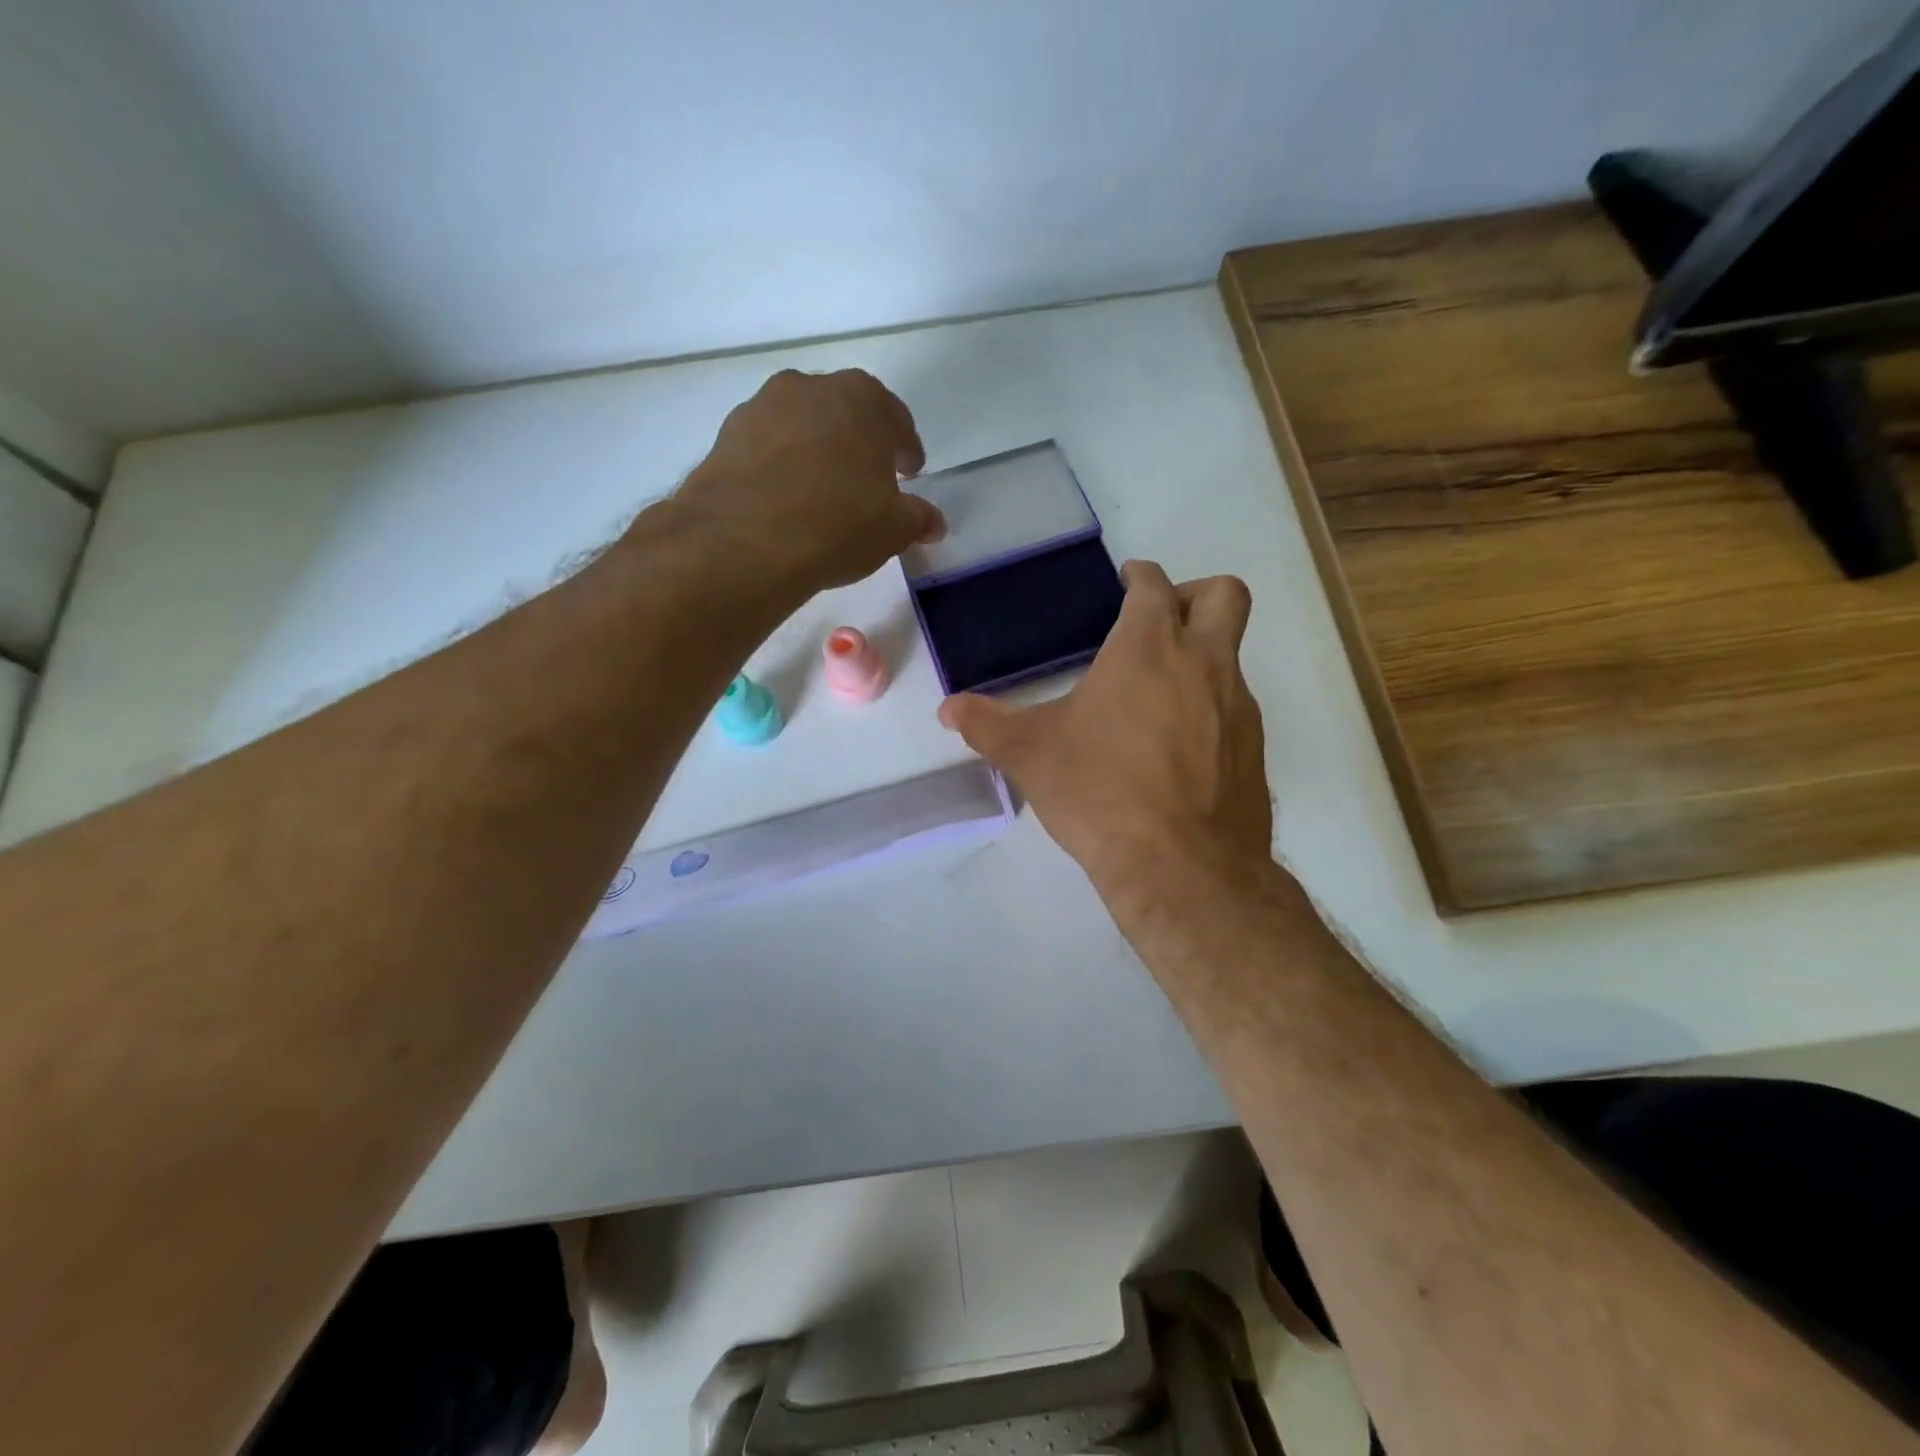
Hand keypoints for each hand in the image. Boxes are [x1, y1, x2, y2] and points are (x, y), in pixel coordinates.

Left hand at [675, 369, 942, 593]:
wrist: (744, 541)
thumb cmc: (838, 525)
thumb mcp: (893, 530)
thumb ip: (918, 519)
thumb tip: (933, 523)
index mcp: (863, 399)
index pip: (896, 419)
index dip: (906, 449)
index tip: (909, 473)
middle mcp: (811, 387)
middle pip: (846, 413)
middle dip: (859, 443)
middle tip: (867, 480)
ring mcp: (763, 406)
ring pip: (802, 425)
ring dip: (816, 450)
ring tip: (821, 491)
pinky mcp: (727, 435)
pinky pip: (767, 446)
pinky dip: (780, 464)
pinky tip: (784, 499)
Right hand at [939, 561, 1272, 900]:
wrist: (1181, 866)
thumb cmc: (1099, 791)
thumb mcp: (1030, 755)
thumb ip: (987, 724)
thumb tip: (949, 710)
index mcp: (1149, 647)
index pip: (1155, 585)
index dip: (1140, 575)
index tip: (1127, 581)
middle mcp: (1205, 664)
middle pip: (1224, 595)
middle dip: (1195, 594)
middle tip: (1160, 620)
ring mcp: (1238, 708)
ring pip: (1232, 656)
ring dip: (1200, 659)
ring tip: (1154, 699)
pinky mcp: (1253, 751)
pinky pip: (1235, 710)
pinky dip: (1209, 710)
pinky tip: (1175, 750)